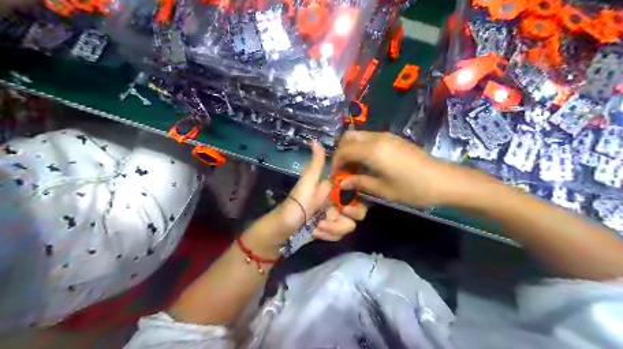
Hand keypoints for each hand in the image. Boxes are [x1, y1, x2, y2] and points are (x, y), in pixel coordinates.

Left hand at [270, 141, 366, 243]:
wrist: (282, 230)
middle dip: (341, 221)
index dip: (355, 203)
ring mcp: (335, 218)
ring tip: (316, 227)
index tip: (342, 207)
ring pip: (348, 227)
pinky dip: (327, 236)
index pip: (358, 194)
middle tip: (326, 219)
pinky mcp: (331, 231)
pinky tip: (316, 232)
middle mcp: (338, 203)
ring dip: (331, 229)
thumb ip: (315, 165)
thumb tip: (315, 140)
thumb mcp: (306, 184)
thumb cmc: (295, 206)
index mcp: (334, 190)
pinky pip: (340, 235)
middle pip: (358, 214)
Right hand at [330, 129, 480, 206]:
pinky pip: (370, 139)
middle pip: (349, 137)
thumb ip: (359, 183)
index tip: (336, 178)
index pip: (344, 151)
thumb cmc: (412, 188)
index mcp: (372, 150)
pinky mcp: (394, 139)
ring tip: (355, 169)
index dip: (336, 164)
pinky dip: (362, 148)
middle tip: (344, 171)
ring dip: (352, 150)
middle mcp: (377, 138)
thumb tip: (342, 183)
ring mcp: (387, 136)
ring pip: (359, 136)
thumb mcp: (382, 190)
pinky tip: (368, 164)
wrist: (443, 181)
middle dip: (342, 153)